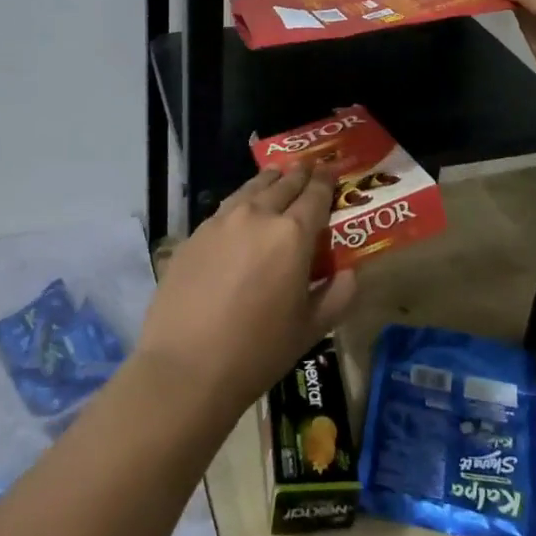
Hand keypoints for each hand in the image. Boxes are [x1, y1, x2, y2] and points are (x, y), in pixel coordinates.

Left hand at [135, 168, 356, 419]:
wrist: (186, 367)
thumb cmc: (258, 352)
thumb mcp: (310, 329)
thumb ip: (337, 296)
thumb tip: (349, 273)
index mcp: (292, 235)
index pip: (315, 196)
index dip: (326, 182)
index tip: (330, 171)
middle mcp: (257, 215)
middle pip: (283, 184)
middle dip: (299, 175)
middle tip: (308, 167)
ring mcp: (221, 222)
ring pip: (251, 188)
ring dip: (268, 180)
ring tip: (275, 174)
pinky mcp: (194, 235)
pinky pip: (225, 208)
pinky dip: (240, 201)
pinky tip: (240, 209)